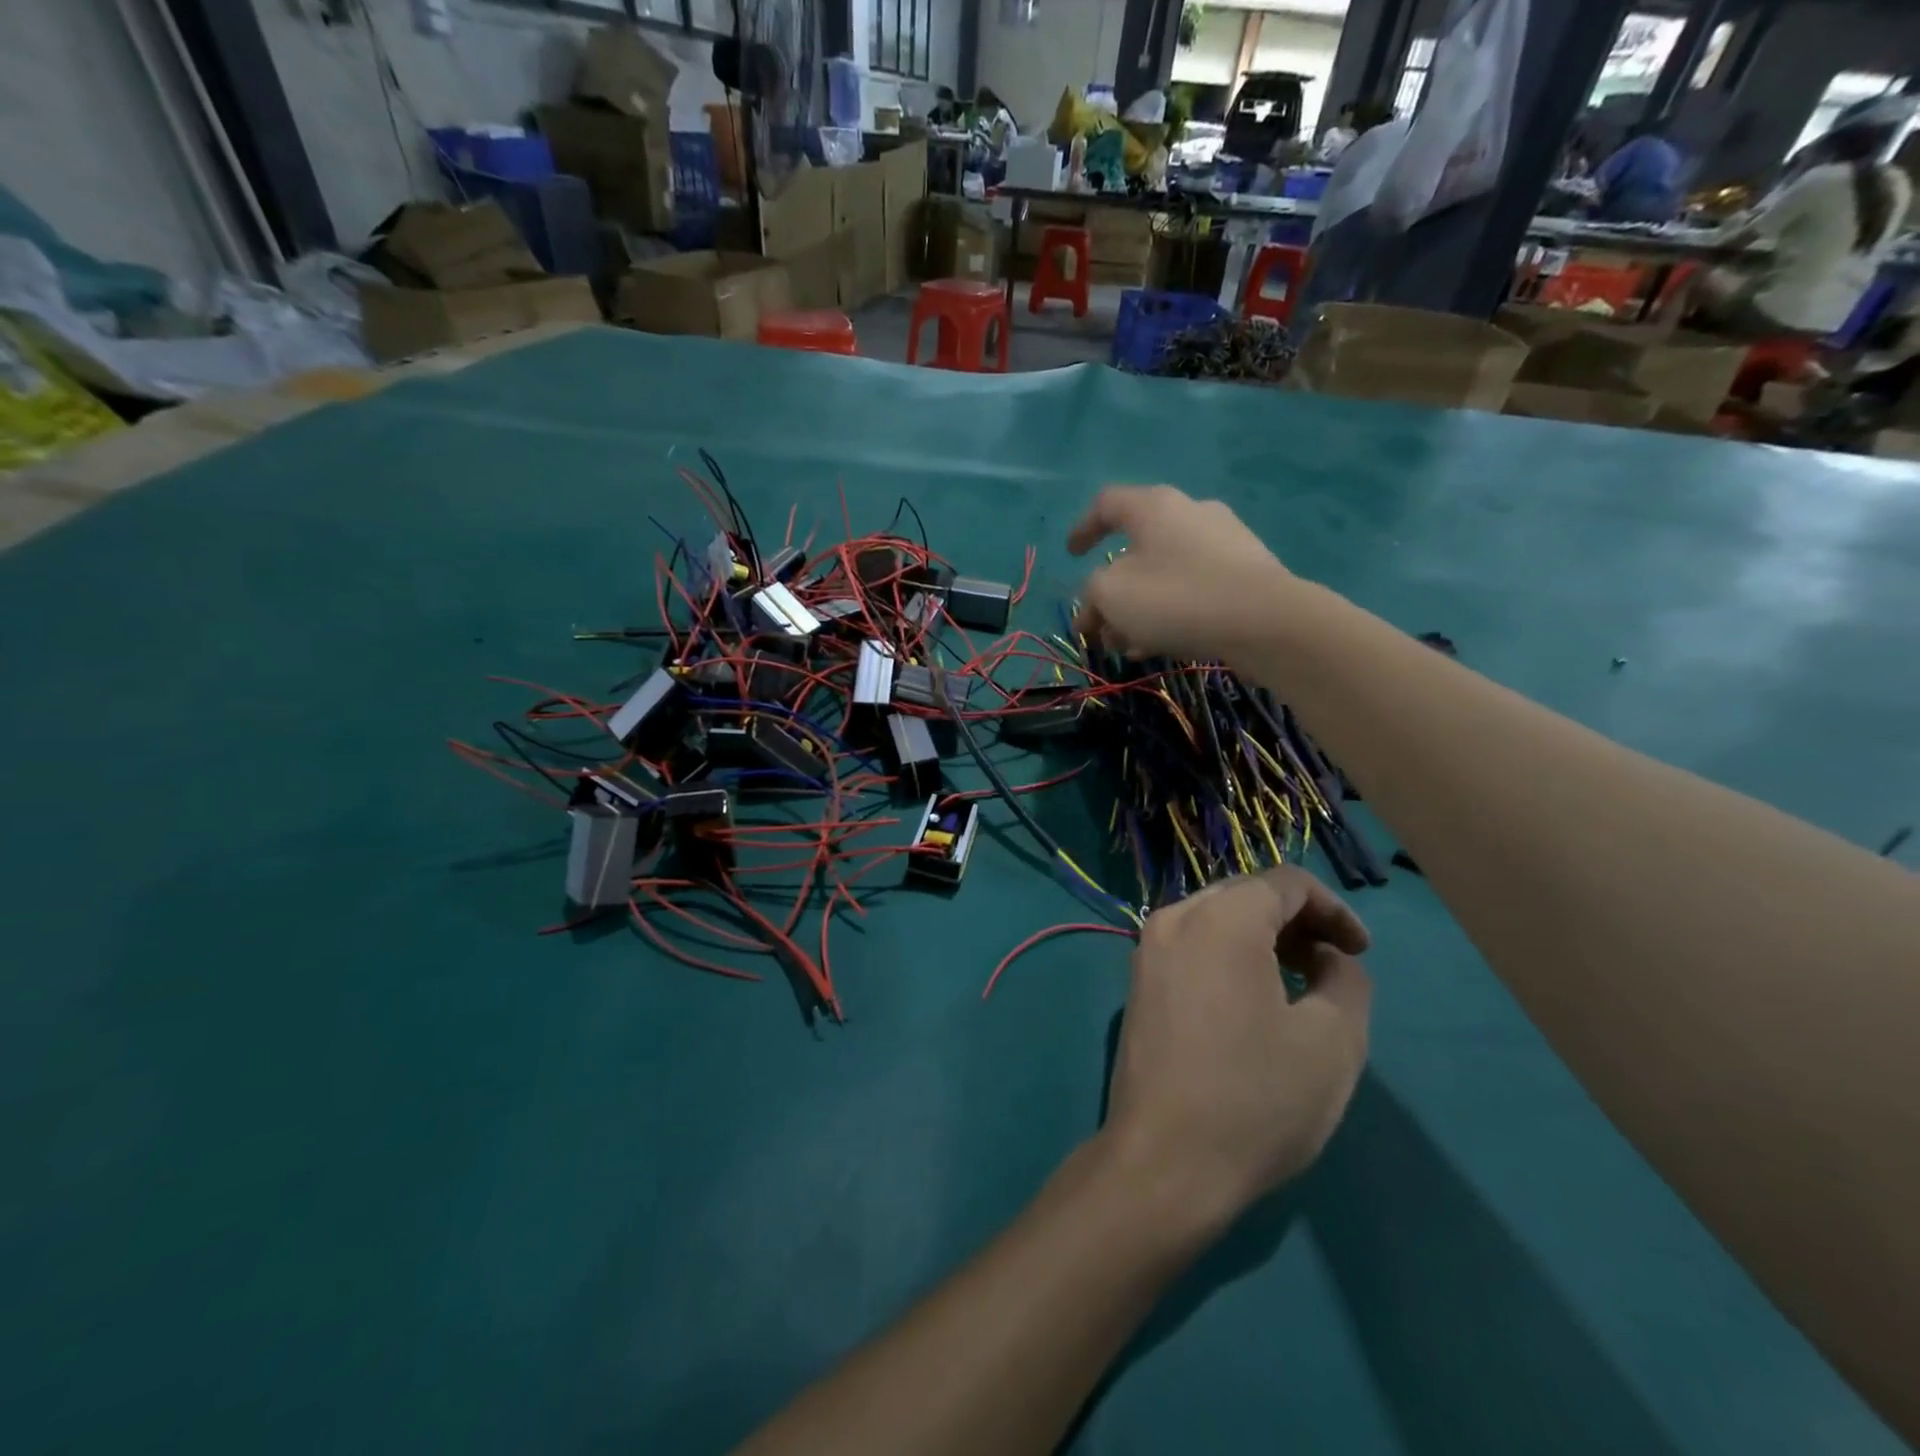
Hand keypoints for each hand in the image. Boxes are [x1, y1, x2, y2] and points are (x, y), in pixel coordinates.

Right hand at [1068, 485, 1292, 661]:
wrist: (1266, 621)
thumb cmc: (1176, 597)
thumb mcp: (1112, 595)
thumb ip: (1092, 594)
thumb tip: (1095, 605)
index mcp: (1153, 506)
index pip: (1107, 504)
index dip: (1083, 529)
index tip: (1071, 556)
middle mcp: (1190, 513)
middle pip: (1136, 549)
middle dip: (1111, 591)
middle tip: (1098, 625)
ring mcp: (1224, 541)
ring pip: (1163, 574)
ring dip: (1137, 609)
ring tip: (1127, 646)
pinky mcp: (1246, 572)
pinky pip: (1193, 587)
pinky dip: (1169, 611)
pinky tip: (1161, 645)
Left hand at [1101, 867, 1371, 1235]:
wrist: (1164, 1162)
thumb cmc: (1256, 1100)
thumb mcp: (1332, 1040)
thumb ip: (1345, 978)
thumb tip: (1328, 957)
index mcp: (1220, 919)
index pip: (1286, 883)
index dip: (1334, 909)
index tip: (1361, 951)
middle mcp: (1175, 918)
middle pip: (1246, 895)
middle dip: (1297, 920)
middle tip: (1334, 965)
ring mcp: (1147, 950)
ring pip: (1217, 918)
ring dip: (1264, 937)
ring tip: (1301, 985)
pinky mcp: (1138, 982)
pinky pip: (1192, 945)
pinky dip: (1230, 954)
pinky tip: (1254, 1000)